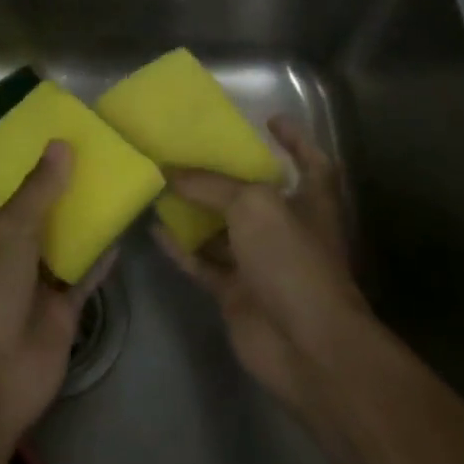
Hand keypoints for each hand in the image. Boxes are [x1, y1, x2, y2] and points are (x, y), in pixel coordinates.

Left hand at [0, 142, 102, 445]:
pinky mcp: (60, 311)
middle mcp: (5, 256)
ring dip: (85, 223)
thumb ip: (38, 190)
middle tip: (102, 160)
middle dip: (65, 194)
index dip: (35, 172)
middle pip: (40, 218)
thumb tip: (60, 144)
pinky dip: (100, 259)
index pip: (9, 196)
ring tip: (117, 187)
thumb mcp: (8, 231)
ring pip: (63, 246)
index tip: (68, 146)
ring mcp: (33, 285)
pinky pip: (83, 277)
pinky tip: (122, 234)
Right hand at [157, 117, 370, 420]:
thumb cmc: (292, 259)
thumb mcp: (252, 205)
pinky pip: (202, 262)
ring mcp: (261, 264)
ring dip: (195, 210)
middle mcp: (287, 230)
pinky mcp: (236, 292)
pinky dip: (181, 247)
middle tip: (189, 150)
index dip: (295, 138)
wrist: (306, 345)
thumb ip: (210, 185)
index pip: (310, 161)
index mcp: (310, 202)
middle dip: (225, 175)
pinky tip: (154, 229)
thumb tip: (169, 173)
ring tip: (160, 184)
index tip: (269, 119)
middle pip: (254, 195)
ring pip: (222, 229)